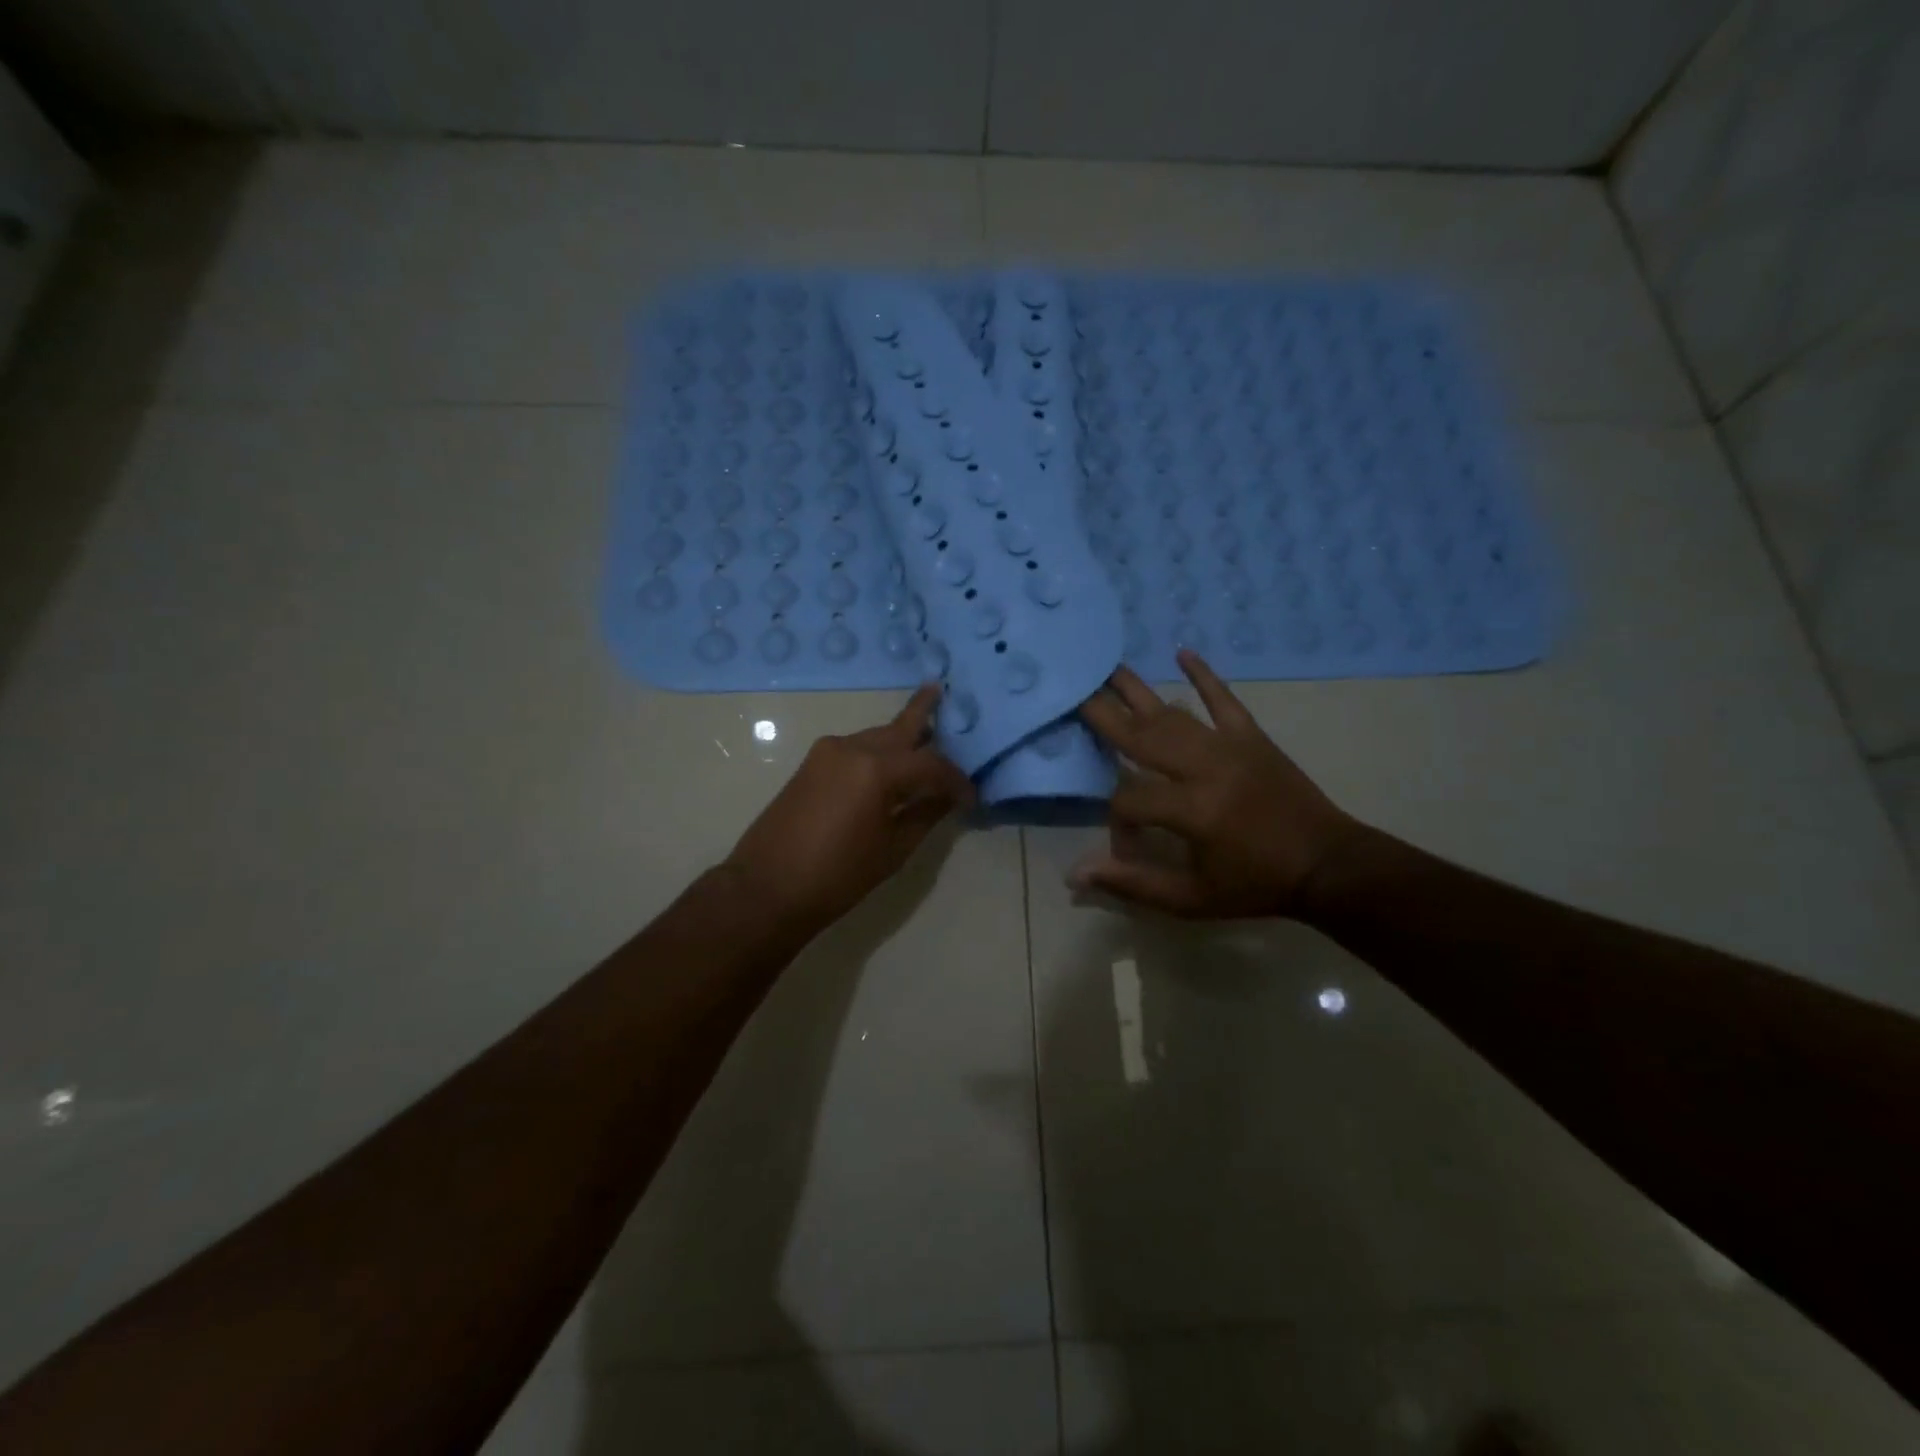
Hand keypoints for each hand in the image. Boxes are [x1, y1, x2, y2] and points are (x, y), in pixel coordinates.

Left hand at [724, 685, 973, 934]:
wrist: (766, 888)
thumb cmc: (837, 876)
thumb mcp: (892, 850)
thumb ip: (925, 815)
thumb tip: (948, 797)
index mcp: (876, 769)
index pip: (931, 764)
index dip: (955, 780)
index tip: (971, 797)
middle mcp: (852, 748)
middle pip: (899, 728)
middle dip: (923, 712)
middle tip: (941, 690)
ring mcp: (827, 752)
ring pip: (876, 736)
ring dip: (901, 738)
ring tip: (926, 737)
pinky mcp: (811, 764)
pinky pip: (856, 748)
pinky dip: (878, 752)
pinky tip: (891, 766)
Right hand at [1073, 650, 1365, 919]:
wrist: (1327, 866)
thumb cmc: (1255, 885)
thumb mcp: (1191, 899)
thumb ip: (1132, 884)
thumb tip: (1075, 874)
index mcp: (1191, 809)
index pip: (1128, 800)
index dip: (1116, 822)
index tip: (1123, 844)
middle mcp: (1205, 767)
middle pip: (1141, 736)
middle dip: (1103, 715)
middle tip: (1072, 690)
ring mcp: (1229, 746)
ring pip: (1173, 714)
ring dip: (1138, 690)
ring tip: (1106, 668)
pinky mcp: (1252, 737)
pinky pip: (1224, 700)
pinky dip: (1204, 675)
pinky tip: (1183, 652)